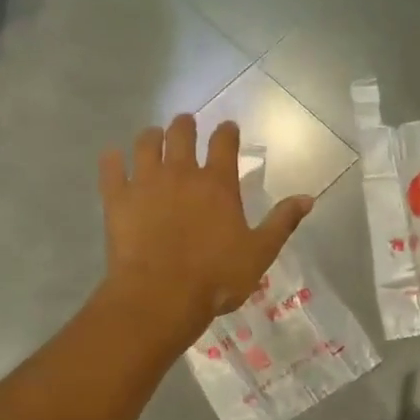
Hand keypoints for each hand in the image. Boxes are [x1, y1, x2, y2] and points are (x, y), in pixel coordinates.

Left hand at [99, 115, 313, 339]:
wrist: (160, 296)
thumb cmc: (216, 277)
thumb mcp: (260, 252)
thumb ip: (282, 222)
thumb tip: (308, 198)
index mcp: (218, 184)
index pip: (224, 143)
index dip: (227, 131)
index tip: (228, 127)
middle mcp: (181, 173)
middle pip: (181, 134)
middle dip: (186, 125)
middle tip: (187, 123)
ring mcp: (146, 183)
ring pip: (146, 144)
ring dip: (152, 136)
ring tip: (153, 136)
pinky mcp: (117, 199)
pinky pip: (111, 168)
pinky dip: (113, 159)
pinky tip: (114, 157)